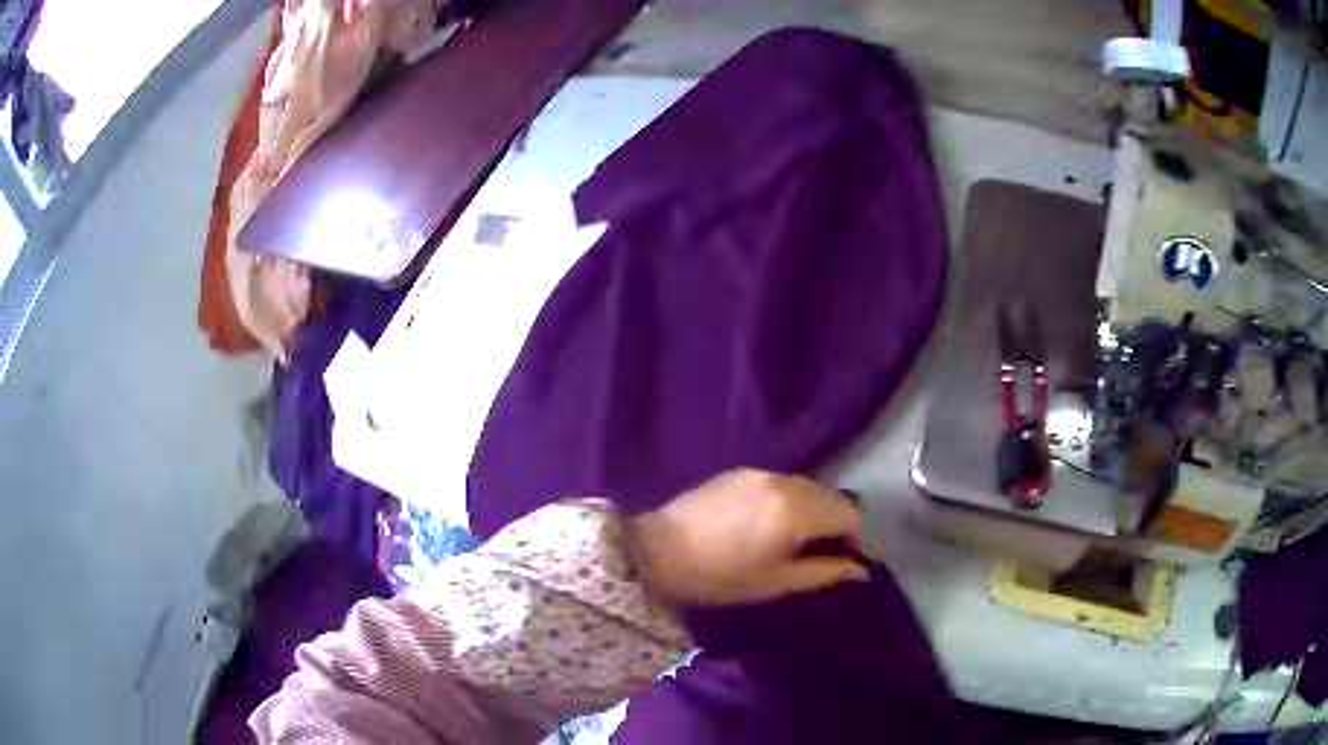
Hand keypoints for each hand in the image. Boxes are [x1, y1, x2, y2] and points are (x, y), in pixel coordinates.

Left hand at [630, 470, 869, 606]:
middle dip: (839, 523)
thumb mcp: (777, 582)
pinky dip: (791, 500)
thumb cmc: (720, 577)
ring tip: (802, 539)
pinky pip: (782, 482)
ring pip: (808, 487)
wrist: (656, 552)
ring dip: (816, 510)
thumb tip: (862, 570)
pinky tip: (774, 522)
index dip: (859, 538)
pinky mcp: (740, 471)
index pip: (849, 514)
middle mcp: (784, 481)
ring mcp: (760, 472)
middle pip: (832, 497)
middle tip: (829, 553)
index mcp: (797, 510)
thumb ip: (825, 571)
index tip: (852, 560)